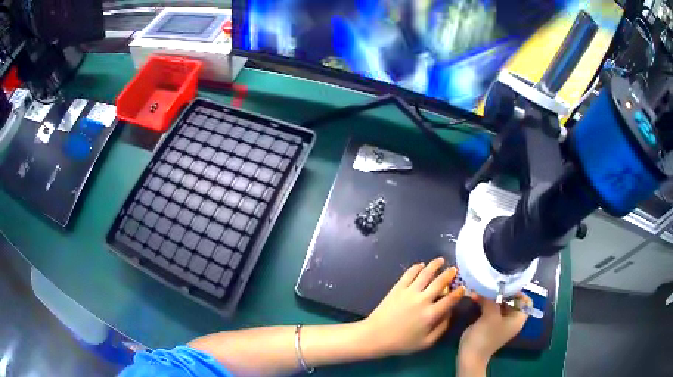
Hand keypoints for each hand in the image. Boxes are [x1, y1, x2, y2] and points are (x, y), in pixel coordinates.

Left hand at [359, 257, 465, 357]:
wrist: (375, 336)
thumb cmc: (402, 342)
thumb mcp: (426, 342)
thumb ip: (441, 328)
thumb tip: (450, 314)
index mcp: (431, 314)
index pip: (450, 299)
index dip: (459, 292)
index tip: (463, 287)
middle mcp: (422, 300)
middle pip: (440, 282)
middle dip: (449, 274)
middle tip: (454, 269)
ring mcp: (409, 292)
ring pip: (425, 273)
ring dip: (435, 265)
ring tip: (441, 260)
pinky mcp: (397, 288)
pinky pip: (409, 274)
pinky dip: (416, 267)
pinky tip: (421, 265)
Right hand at [458, 292, 530, 369]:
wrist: (470, 356)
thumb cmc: (485, 336)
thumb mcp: (490, 315)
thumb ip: (491, 299)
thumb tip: (487, 285)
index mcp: (518, 318)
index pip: (526, 300)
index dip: (518, 292)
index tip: (506, 286)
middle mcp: (511, 319)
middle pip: (512, 301)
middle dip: (501, 292)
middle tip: (491, 284)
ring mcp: (500, 322)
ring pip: (500, 304)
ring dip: (491, 297)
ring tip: (481, 289)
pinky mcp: (490, 324)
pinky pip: (491, 310)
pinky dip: (485, 303)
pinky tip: (475, 297)